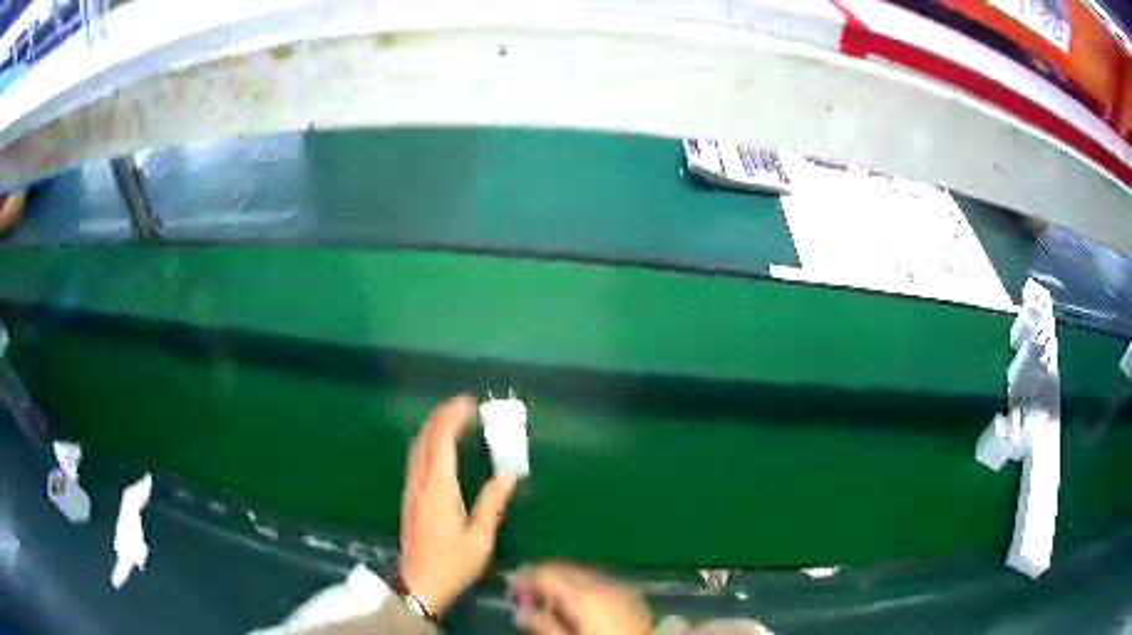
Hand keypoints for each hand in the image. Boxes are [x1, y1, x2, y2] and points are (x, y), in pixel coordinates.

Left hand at [400, 395, 519, 614]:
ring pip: (418, 448)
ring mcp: (412, 489)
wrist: (419, 583)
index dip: (453, 419)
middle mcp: (421, 483)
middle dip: (442, 416)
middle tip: (463, 404)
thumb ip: (492, 503)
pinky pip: (416, 459)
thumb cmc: (452, 563)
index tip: (470, 403)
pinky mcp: (410, 497)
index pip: (443, 442)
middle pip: (427, 439)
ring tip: (452, 417)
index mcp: (439, 489)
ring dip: (433, 427)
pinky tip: (438, 445)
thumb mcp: (480, 538)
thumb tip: (509, 473)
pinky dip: (428, 442)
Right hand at [511, 563, 651, 634]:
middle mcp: (602, 582)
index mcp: (584, 594)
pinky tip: (574, 600)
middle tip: (524, 592)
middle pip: (563, 567)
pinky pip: (598, 580)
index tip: (510, 585)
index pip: (546, 572)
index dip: (524, 576)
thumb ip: (541, 624)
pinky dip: (581, 584)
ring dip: (561, 579)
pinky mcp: (629, 592)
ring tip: (547, 598)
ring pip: (581, 572)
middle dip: (542, 576)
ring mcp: (619, 585)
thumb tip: (518, 608)